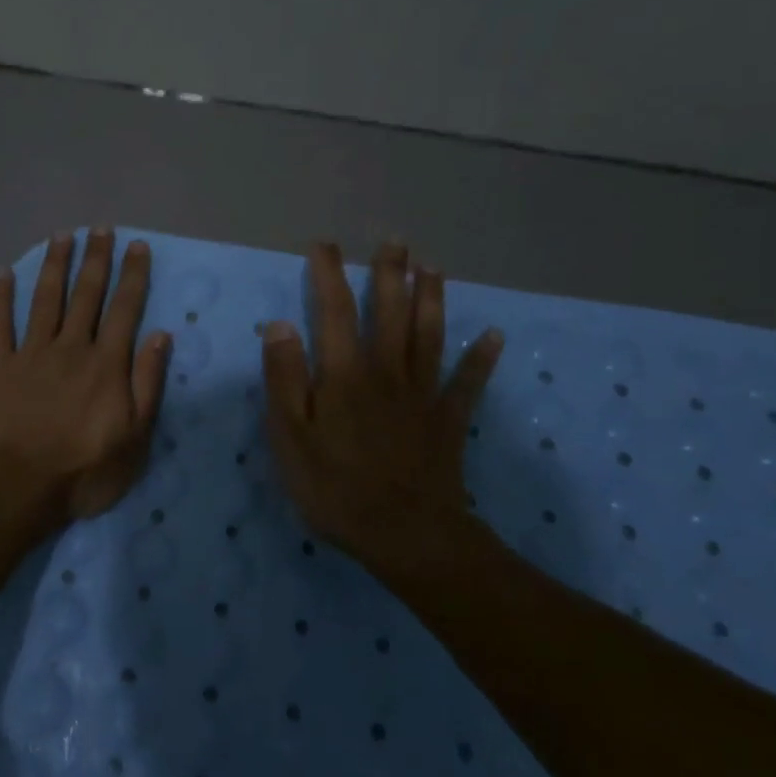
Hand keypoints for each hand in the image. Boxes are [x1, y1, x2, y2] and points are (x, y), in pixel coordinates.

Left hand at [0, 228, 171, 523]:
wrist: (20, 488)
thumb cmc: (85, 470)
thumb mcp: (135, 437)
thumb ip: (148, 383)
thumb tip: (161, 335)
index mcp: (106, 364)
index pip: (124, 309)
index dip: (133, 276)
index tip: (137, 246)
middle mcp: (71, 348)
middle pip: (86, 295)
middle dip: (95, 259)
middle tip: (101, 229)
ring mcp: (31, 354)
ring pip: (45, 299)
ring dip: (54, 265)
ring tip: (61, 236)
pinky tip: (1, 273)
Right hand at [261, 241, 504, 564]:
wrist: (405, 535)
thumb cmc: (335, 488)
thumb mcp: (290, 437)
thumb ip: (285, 379)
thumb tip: (281, 325)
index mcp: (344, 375)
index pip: (334, 312)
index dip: (329, 275)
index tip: (324, 246)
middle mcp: (386, 372)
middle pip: (390, 313)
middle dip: (390, 275)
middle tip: (394, 241)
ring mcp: (422, 395)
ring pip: (429, 336)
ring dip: (432, 299)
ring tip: (434, 267)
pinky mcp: (448, 421)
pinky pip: (468, 384)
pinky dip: (481, 359)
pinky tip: (494, 336)